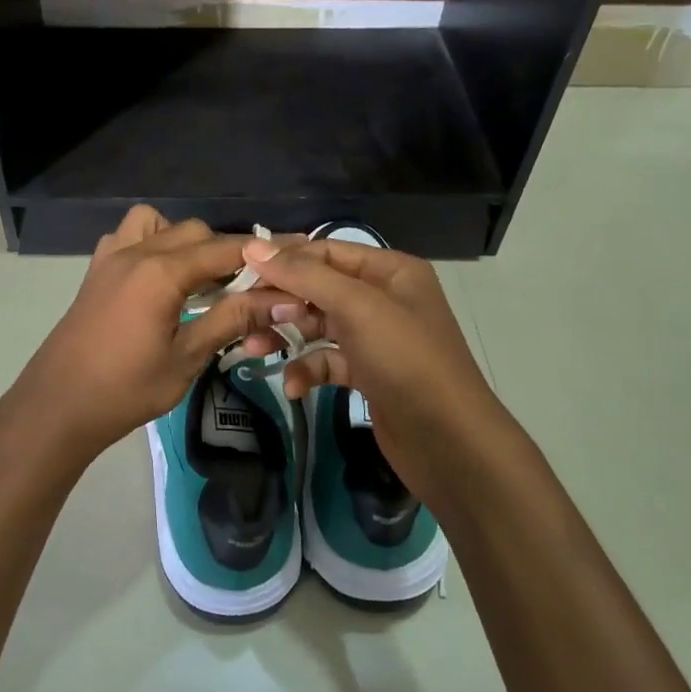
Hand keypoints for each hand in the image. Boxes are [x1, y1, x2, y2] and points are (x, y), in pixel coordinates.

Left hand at [0, 207, 297, 472]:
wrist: (57, 406)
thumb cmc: (125, 389)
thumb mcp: (186, 358)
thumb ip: (232, 320)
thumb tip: (282, 299)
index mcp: (161, 272)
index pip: (224, 250)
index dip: (261, 255)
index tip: (290, 262)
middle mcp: (136, 251)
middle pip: (194, 231)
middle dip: (225, 253)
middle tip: (244, 290)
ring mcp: (111, 257)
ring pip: (158, 223)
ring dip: (184, 241)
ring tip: (196, 280)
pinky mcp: (96, 271)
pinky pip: (128, 236)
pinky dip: (151, 243)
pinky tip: (158, 280)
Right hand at [240, 236, 516, 506]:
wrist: (450, 443)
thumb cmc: (406, 361)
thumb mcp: (357, 308)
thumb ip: (305, 275)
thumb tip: (253, 248)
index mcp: (390, 271)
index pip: (326, 251)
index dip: (285, 259)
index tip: (240, 270)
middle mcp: (383, 298)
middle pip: (319, 288)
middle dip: (281, 301)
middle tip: (242, 314)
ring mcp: (377, 338)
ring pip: (319, 326)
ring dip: (287, 336)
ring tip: (254, 350)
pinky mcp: (369, 374)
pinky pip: (328, 361)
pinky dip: (309, 370)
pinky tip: (294, 387)